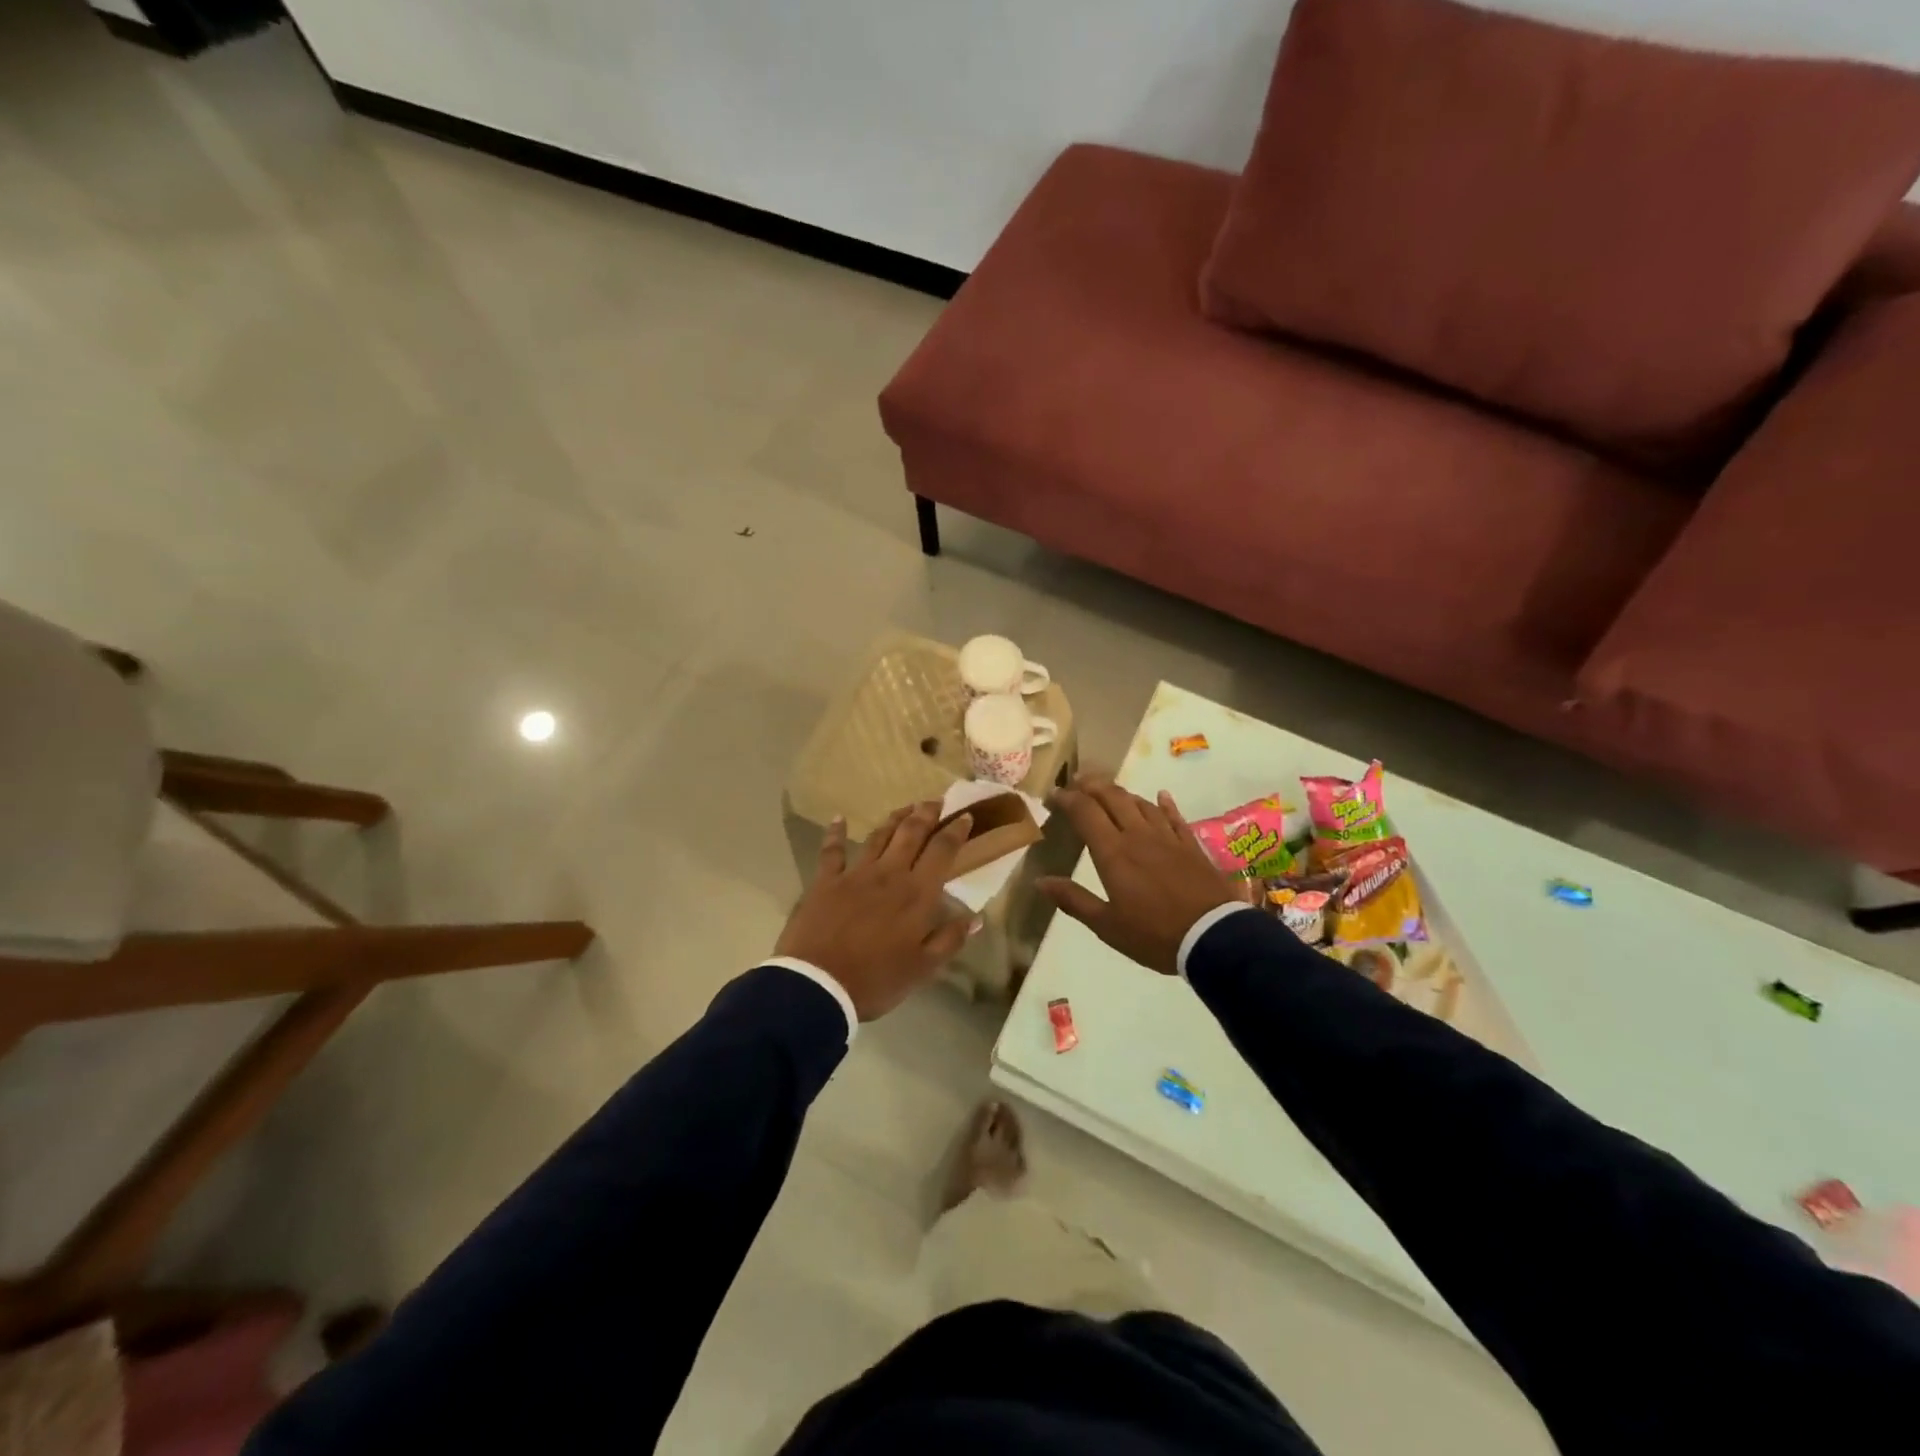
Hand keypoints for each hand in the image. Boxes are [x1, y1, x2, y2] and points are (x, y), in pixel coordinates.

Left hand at [775, 801, 978, 1020]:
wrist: (818, 985)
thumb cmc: (876, 980)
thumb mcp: (923, 968)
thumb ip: (950, 939)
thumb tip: (977, 917)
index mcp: (917, 894)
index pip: (941, 851)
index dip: (955, 831)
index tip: (964, 816)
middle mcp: (889, 874)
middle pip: (911, 834)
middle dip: (926, 814)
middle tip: (936, 801)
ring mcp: (855, 874)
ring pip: (879, 836)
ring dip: (894, 818)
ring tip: (906, 807)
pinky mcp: (826, 881)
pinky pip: (831, 850)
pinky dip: (835, 832)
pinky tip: (839, 818)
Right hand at [1038, 775, 1241, 975]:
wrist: (1213, 937)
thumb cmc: (1154, 935)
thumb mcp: (1107, 925)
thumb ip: (1074, 899)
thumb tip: (1040, 881)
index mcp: (1113, 852)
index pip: (1085, 812)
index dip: (1067, 798)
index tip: (1054, 794)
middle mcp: (1138, 835)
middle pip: (1112, 797)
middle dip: (1092, 785)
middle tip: (1077, 781)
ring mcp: (1167, 837)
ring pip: (1140, 803)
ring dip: (1121, 792)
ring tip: (1108, 790)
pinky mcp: (1190, 845)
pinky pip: (1174, 816)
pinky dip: (1164, 804)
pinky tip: (1161, 796)